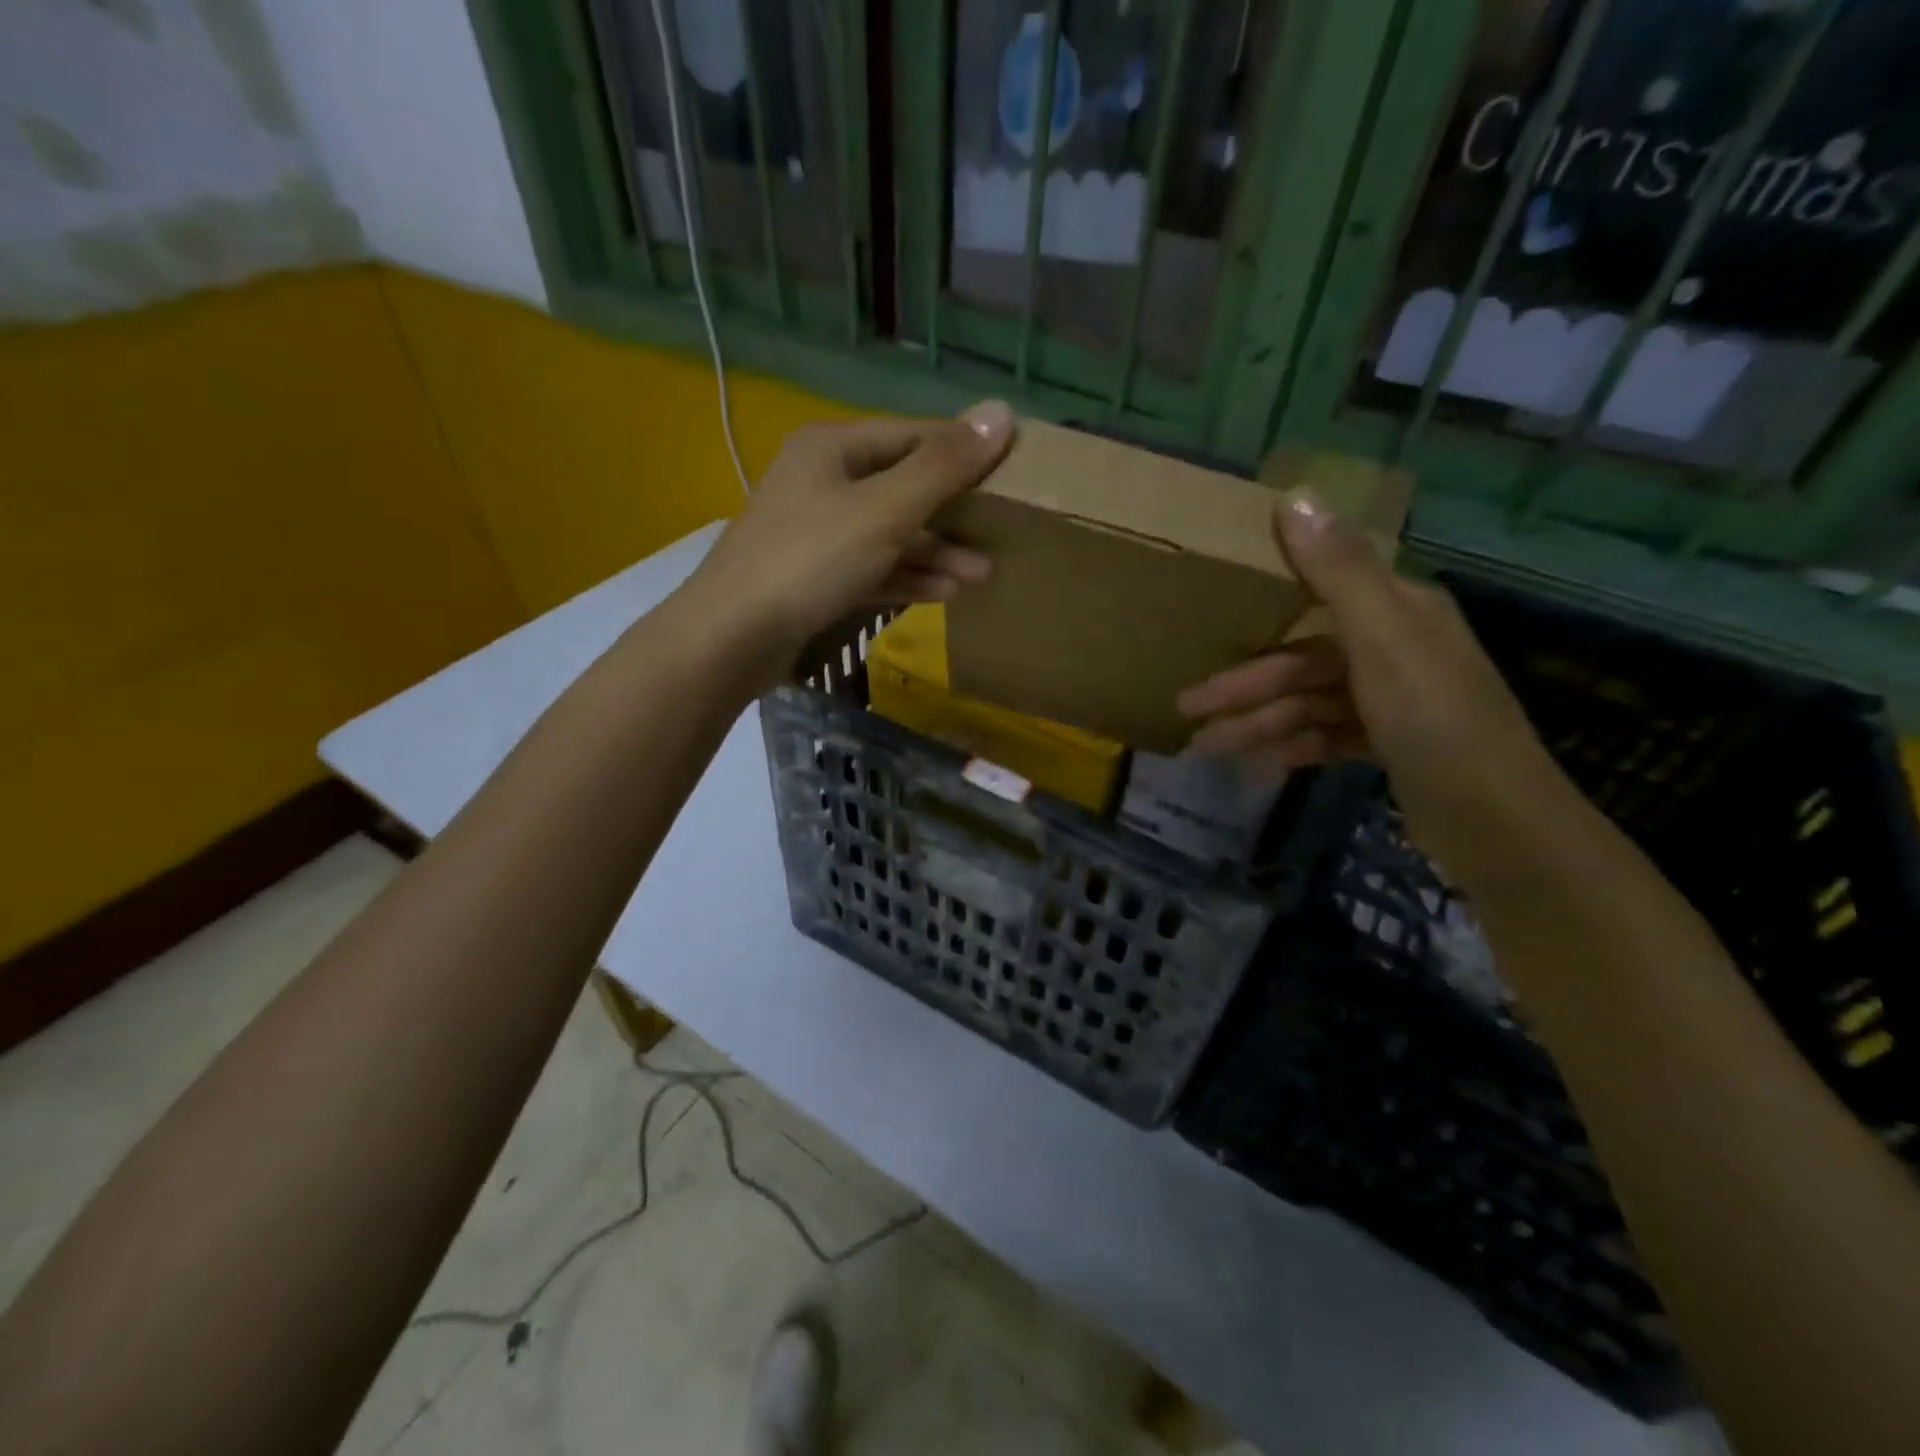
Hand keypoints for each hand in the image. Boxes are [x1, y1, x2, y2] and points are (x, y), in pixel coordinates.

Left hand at [676, 402, 1013, 687]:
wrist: (732, 637)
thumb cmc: (809, 561)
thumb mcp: (884, 510)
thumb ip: (943, 467)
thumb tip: (1001, 412)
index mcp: (833, 447)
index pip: (914, 436)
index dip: (964, 451)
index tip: (1011, 473)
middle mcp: (824, 480)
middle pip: (903, 487)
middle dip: (953, 514)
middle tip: (1001, 535)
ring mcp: (817, 531)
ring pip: (890, 533)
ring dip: (935, 552)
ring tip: (982, 575)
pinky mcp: (816, 575)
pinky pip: (873, 566)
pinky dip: (907, 577)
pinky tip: (944, 593)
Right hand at [1177, 492, 1567, 880]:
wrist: (1499, 825)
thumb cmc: (1435, 723)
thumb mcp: (1382, 641)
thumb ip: (1337, 572)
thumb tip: (1295, 495)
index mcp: (1400, 613)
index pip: (1314, 600)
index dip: (1257, 612)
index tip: (1207, 627)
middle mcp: (1398, 649)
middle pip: (1303, 662)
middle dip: (1243, 688)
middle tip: (1186, 710)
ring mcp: (1396, 702)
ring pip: (1310, 704)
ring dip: (1259, 724)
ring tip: (1207, 749)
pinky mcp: (1394, 747)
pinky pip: (1328, 736)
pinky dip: (1295, 748)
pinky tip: (1261, 767)